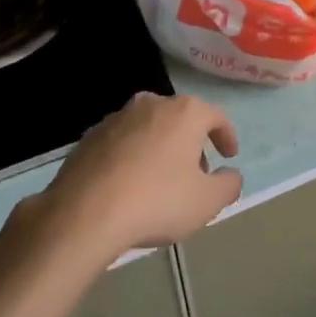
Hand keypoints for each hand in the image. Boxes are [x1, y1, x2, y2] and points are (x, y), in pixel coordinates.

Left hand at [36, 92, 242, 259]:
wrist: (84, 213)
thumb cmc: (157, 201)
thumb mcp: (207, 202)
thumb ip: (228, 185)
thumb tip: (231, 175)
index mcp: (184, 112)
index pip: (216, 116)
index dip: (226, 136)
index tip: (229, 156)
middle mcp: (152, 104)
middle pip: (181, 119)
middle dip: (192, 143)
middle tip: (196, 173)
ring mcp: (117, 117)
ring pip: (150, 128)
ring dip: (161, 148)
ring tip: (161, 180)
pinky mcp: (90, 136)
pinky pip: (123, 142)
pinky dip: (132, 156)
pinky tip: (129, 184)